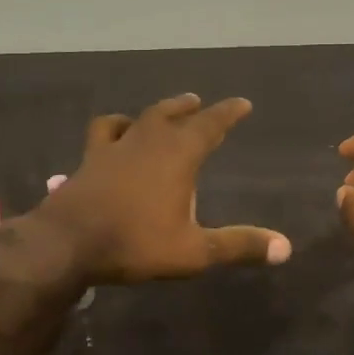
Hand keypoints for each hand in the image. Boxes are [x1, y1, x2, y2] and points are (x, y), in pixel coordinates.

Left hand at [34, 94, 291, 282]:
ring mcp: (114, 147)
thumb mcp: (193, 251)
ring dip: (157, 111)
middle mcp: (148, 141)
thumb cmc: (135, 243)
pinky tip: (116, 131)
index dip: (228, 113)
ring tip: (165, 111)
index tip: (242, 103)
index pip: (210, 124)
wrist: (68, 243)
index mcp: (178, 155)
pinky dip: (115, 126)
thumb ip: (238, 246)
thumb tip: (286, 247)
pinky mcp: (89, 159)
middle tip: (199, 103)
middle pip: (172, 113)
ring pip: (140, 117)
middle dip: (190, 108)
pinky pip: (104, 131)